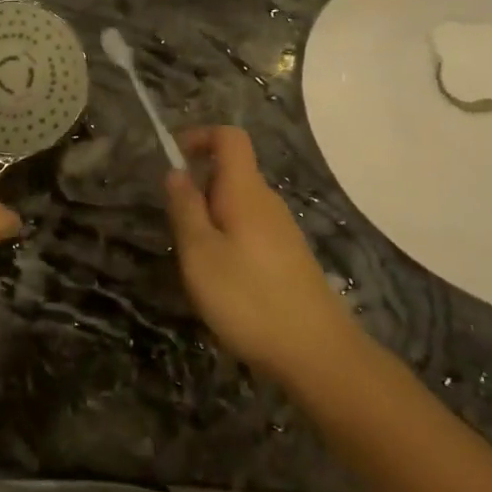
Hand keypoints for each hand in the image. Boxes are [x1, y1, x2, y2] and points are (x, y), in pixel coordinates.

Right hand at [164, 127, 361, 381]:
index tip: (173, 161)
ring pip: (238, 203)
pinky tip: (222, 279)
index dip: (200, 136)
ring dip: (210, 216)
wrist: (318, 355)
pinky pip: (250, 229)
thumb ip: (185, 208)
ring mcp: (282, 230)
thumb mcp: (200, 254)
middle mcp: (267, 202)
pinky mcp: (289, 257)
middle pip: (231, 171)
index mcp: (245, 191)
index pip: (230, 138)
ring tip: (195, 258)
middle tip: (176, 225)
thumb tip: (175, 171)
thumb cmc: (249, 299)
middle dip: (198, 186)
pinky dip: (228, 237)